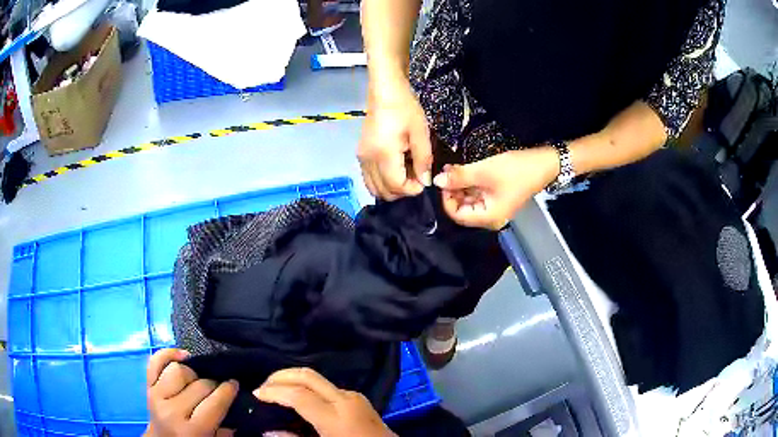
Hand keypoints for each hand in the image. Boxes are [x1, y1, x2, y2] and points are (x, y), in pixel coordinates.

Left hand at [145, 348, 237, 436]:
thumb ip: (225, 429)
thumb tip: (236, 405)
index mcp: (192, 430)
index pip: (214, 402)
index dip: (228, 390)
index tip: (235, 384)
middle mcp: (172, 411)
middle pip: (199, 384)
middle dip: (213, 383)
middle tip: (219, 387)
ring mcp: (156, 396)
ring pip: (178, 369)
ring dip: (192, 373)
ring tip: (198, 380)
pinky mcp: (147, 386)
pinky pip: (155, 361)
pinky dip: (168, 354)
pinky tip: (182, 356)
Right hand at [254, 368, 395, 436]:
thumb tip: (268, 431)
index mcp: (337, 416)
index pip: (298, 394)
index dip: (273, 392)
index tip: (256, 394)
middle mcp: (345, 399)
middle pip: (307, 376)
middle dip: (280, 376)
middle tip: (263, 386)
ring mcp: (354, 396)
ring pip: (317, 378)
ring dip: (294, 380)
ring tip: (276, 390)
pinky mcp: (359, 398)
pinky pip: (327, 387)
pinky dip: (308, 388)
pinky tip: (299, 398)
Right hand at [358, 79, 431, 199]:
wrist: (385, 92)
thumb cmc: (405, 109)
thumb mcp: (421, 133)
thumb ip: (423, 160)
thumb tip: (425, 182)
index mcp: (384, 155)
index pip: (396, 186)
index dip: (413, 189)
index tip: (424, 180)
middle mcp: (368, 160)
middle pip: (384, 192)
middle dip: (403, 190)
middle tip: (416, 176)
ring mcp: (362, 158)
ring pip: (374, 188)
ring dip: (392, 188)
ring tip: (406, 173)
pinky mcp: (361, 155)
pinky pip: (369, 178)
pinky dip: (382, 181)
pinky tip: (395, 168)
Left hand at [433, 147, 559, 229]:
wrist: (545, 163)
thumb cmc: (516, 170)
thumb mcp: (484, 172)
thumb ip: (459, 177)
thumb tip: (436, 181)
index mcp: (488, 217)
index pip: (457, 215)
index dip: (446, 199)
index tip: (442, 180)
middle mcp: (490, 217)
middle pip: (462, 208)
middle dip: (452, 190)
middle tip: (446, 171)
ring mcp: (495, 207)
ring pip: (469, 199)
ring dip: (460, 185)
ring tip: (452, 167)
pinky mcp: (498, 197)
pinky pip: (478, 194)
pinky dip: (470, 183)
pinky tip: (463, 169)